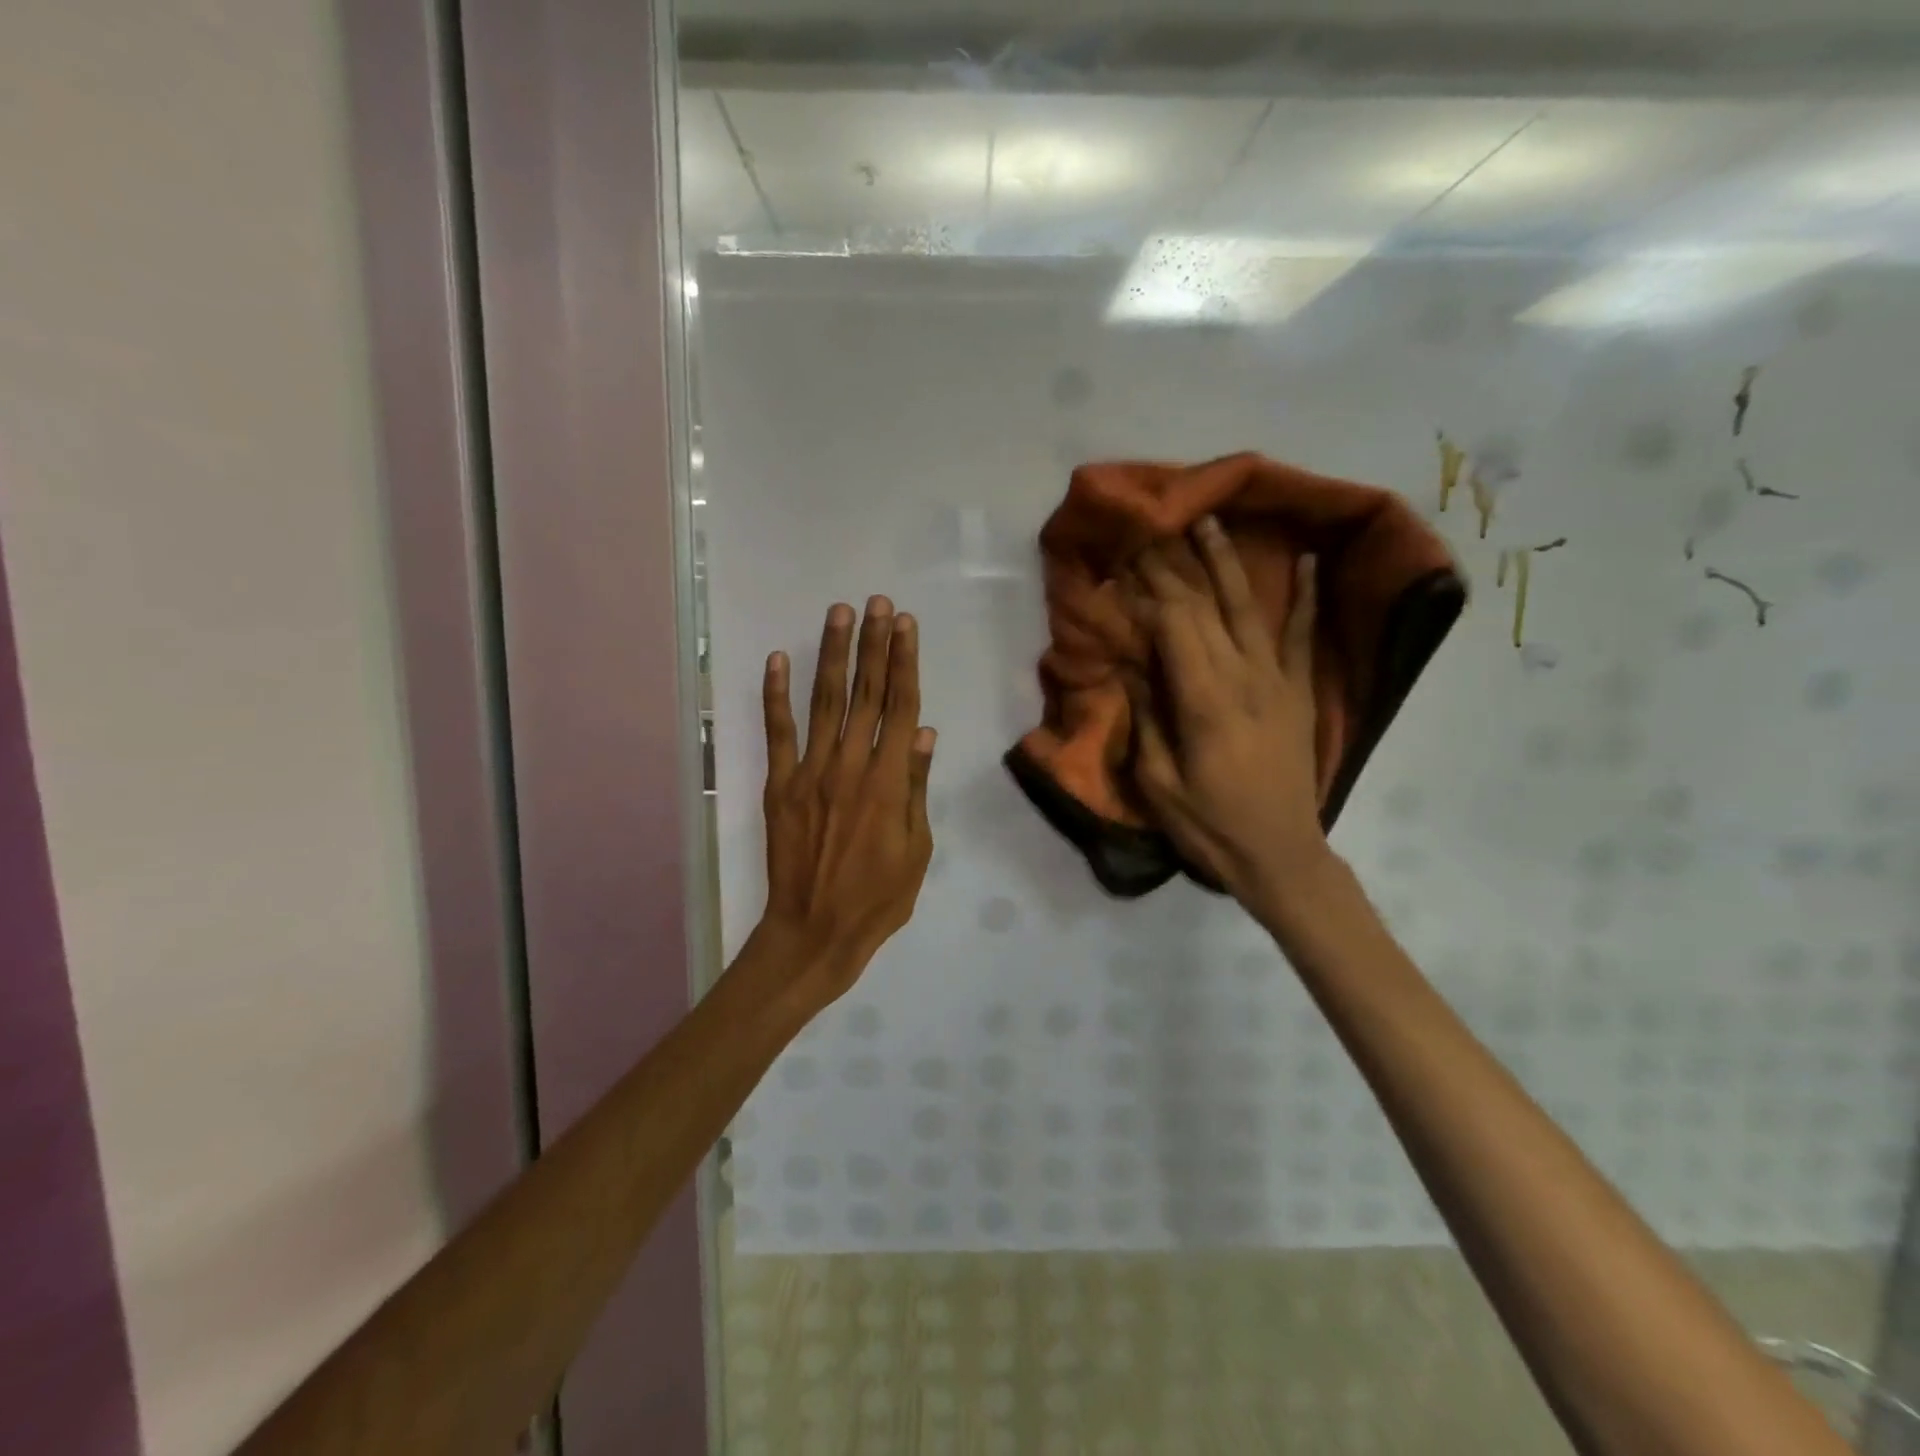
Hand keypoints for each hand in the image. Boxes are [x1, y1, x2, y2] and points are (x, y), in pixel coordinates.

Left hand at [757, 596, 935, 1002]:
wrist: (814, 932)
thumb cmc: (878, 898)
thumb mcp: (917, 850)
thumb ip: (917, 788)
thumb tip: (924, 733)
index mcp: (889, 782)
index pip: (900, 708)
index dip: (904, 663)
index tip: (906, 625)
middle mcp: (850, 765)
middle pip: (866, 694)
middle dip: (874, 644)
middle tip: (879, 603)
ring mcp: (810, 772)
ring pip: (824, 702)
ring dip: (833, 655)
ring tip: (840, 613)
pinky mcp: (780, 785)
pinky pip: (777, 733)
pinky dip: (775, 695)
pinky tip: (777, 659)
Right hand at [1127, 518, 1331, 916]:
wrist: (1281, 855)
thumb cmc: (1210, 826)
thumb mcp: (1159, 784)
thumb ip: (1147, 719)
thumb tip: (1131, 667)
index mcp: (1205, 701)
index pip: (1174, 626)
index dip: (1147, 591)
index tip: (1124, 563)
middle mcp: (1244, 677)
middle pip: (1205, 608)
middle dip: (1175, 567)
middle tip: (1153, 530)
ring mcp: (1278, 681)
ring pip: (1249, 608)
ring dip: (1228, 563)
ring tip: (1210, 523)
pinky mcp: (1300, 691)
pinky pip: (1303, 636)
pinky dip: (1306, 596)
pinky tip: (1306, 560)